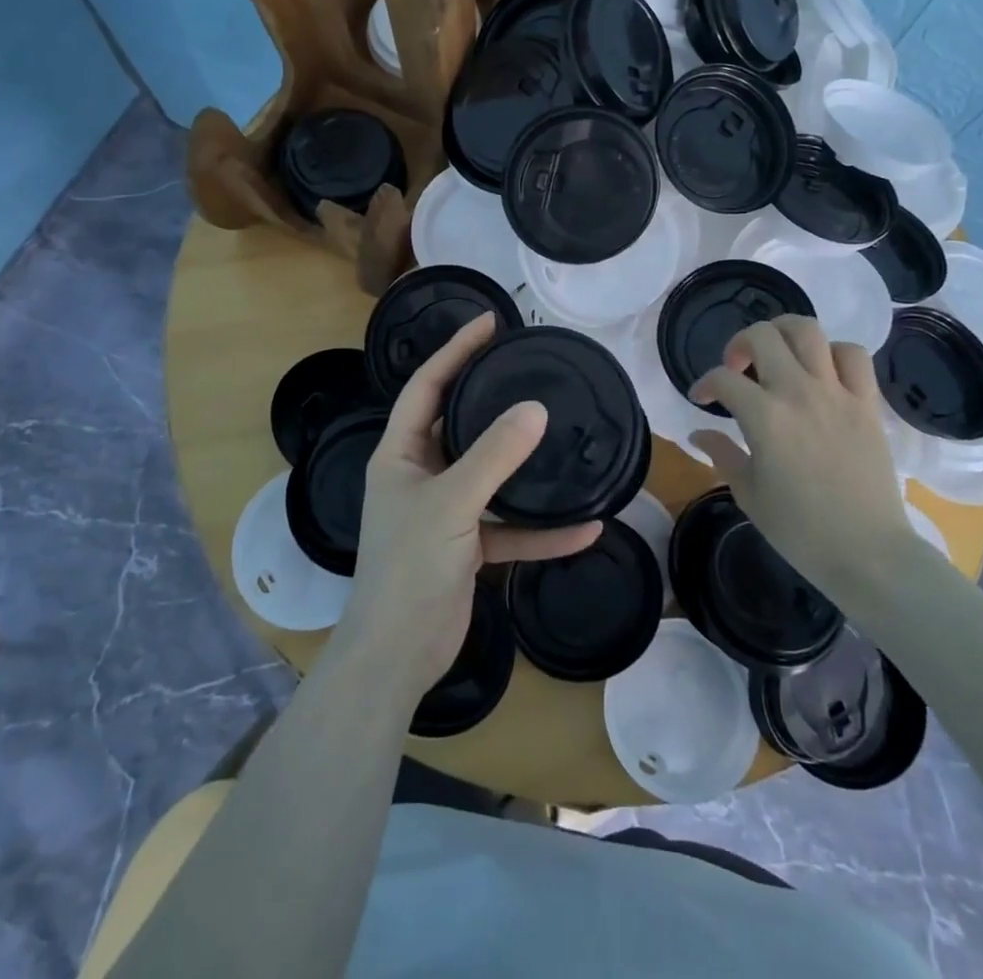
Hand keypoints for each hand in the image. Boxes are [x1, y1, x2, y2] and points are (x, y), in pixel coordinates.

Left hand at [337, 313, 601, 697]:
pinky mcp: (467, 547)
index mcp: (400, 454)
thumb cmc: (409, 568)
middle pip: (460, 424)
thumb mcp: (452, 503)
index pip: (427, 386)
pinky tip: (585, 528)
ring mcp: (445, 512)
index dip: (455, 350)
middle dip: (493, 399)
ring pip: (490, 476)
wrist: (398, 657)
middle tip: (531, 370)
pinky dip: (541, 530)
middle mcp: (421, 475)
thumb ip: (494, 455)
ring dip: (524, 468)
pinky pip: (509, 528)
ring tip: (563, 438)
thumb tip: (535, 408)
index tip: (491, 324)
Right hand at [688, 315, 913, 597]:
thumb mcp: (748, 493)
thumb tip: (698, 434)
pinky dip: (834, 352)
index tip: (701, 399)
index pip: (723, 379)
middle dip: (739, 344)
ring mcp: (837, 393)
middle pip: (762, 336)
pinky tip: (822, 371)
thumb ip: (721, 454)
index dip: (704, 384)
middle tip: (737, 368)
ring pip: (808, 331)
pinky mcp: (867, 403)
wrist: (868, 553)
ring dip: (784, 333)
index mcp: (764, 417)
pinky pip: (854, 355)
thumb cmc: (800, 531)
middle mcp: (798, 393)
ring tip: (777, 354)